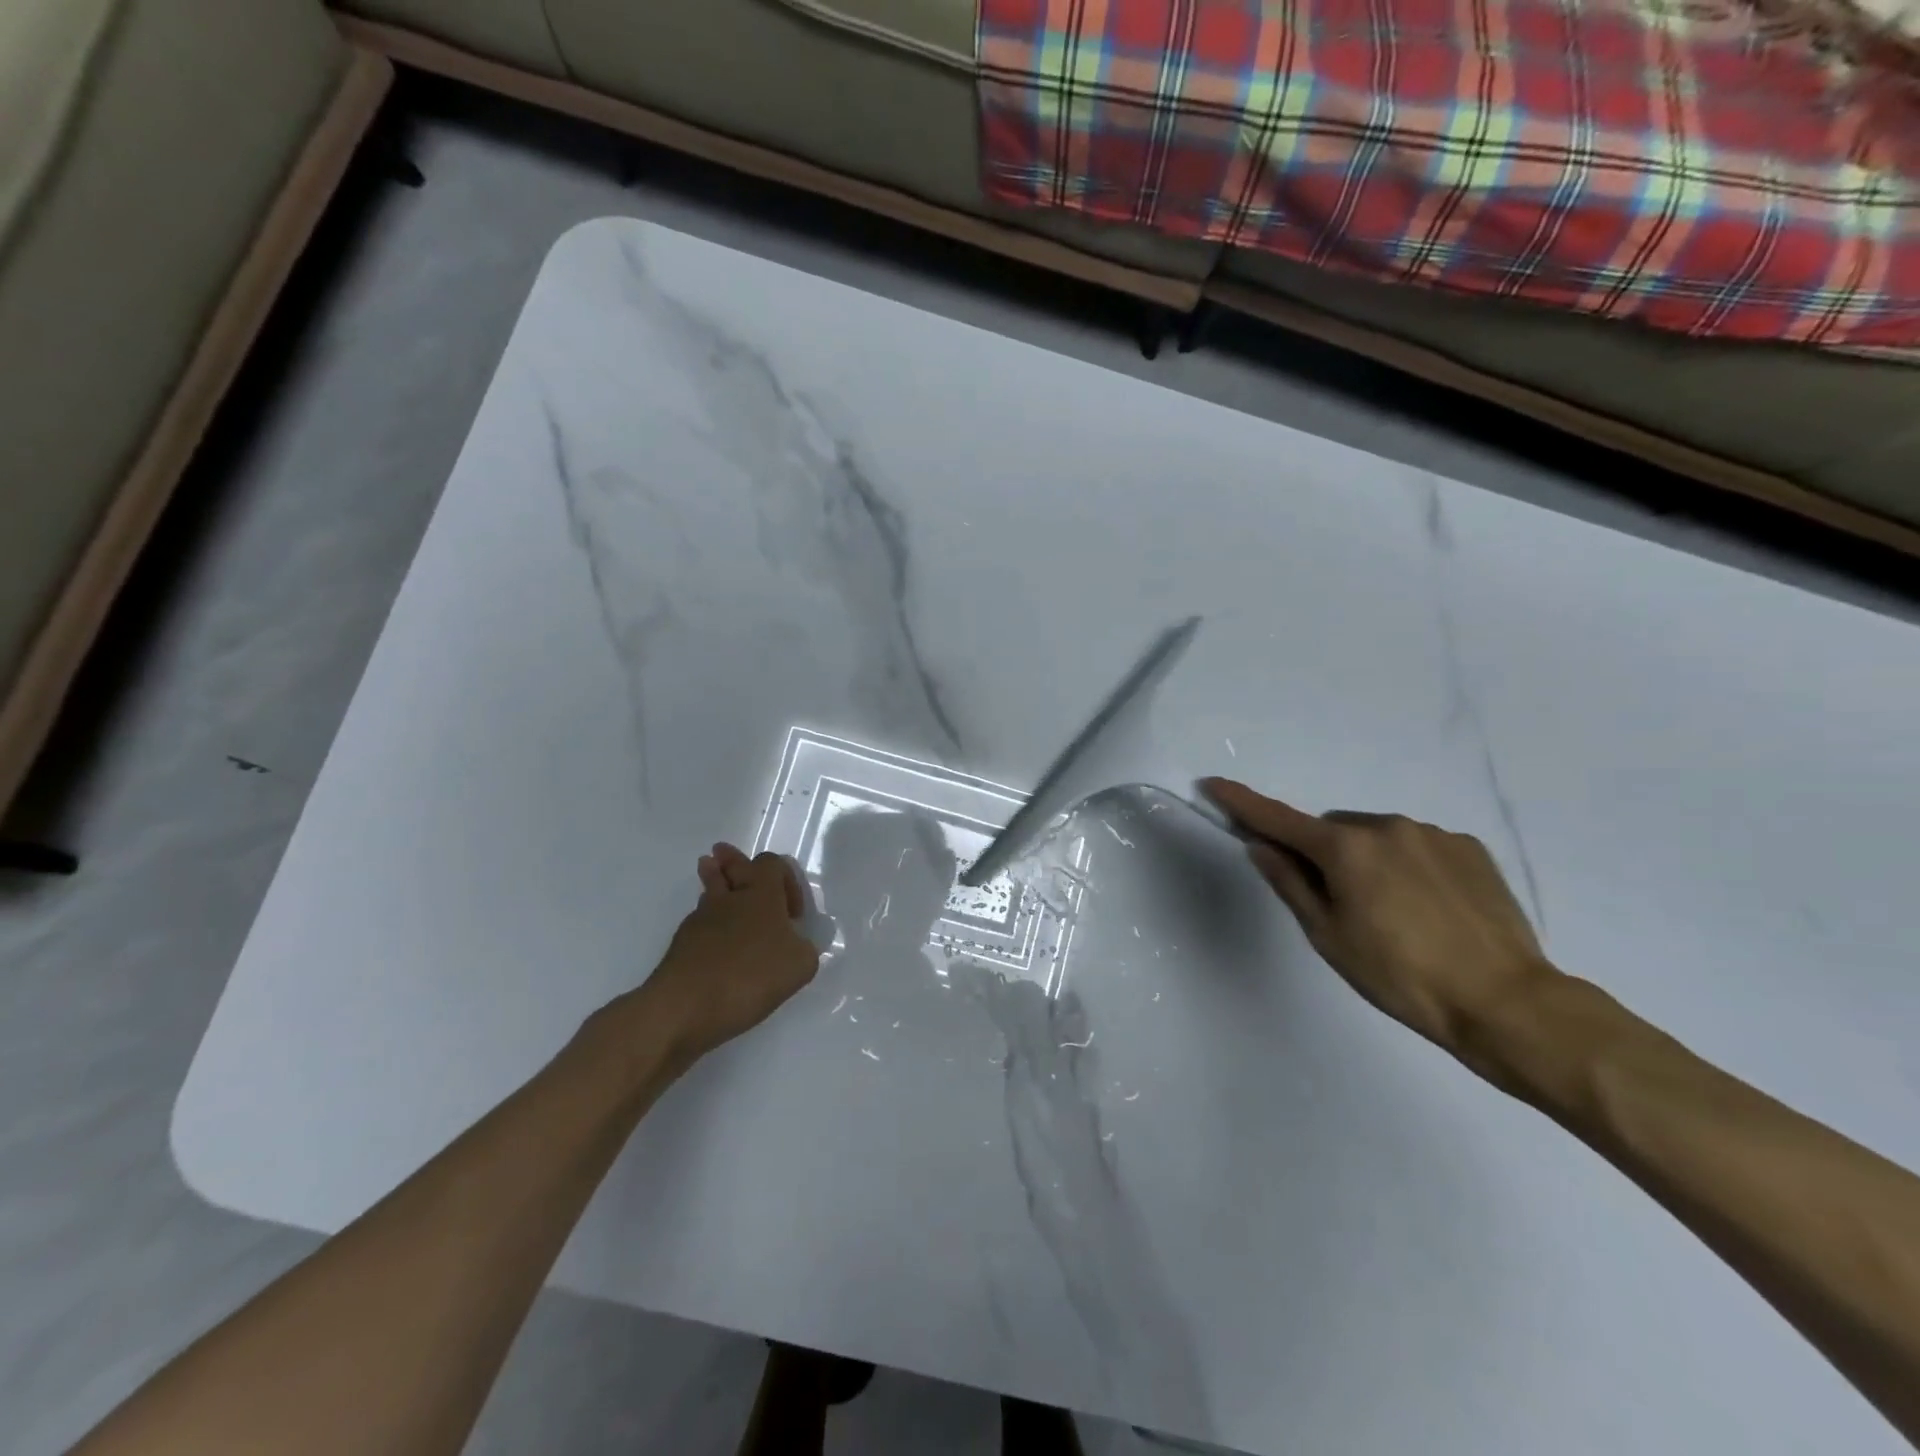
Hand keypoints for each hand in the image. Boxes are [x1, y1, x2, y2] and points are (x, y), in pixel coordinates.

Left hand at [641, 843, 820, 1062]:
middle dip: (732, 860)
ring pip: (710, 891)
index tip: (793, 914)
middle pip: (731, 866)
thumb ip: (804, 948)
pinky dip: (709, 923)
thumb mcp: (800, 965)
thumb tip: (794, 943)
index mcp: (762, 894)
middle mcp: (730, 898)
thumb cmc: (749, 976)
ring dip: (714, 882)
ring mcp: (701, 920)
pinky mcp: (681, 945)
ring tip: (711, 872)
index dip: (786, 879)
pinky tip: (715, 940)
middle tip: (724, 853)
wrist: (683, 1006)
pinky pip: (700, 922)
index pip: (772, 863)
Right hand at [1202, 779, 1553, 1053]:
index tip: (1214, 783)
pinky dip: (1406, 864)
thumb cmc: (1400, 975)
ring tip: (1393, 912)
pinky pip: (1417, 845)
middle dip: (1323, 854)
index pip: (1278, 819)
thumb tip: (1260, 846)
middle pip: (1332, 830)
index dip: (1242, 802)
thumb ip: (1290, 884)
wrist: (1505, 1002)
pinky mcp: (1469, 847)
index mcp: (1345, 849)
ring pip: (1376, 836)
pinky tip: (1427, 907)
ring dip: (1367, 859)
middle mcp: (1386, 826)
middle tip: (1338, 903)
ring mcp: (1432, 833)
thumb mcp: (1329, 936)